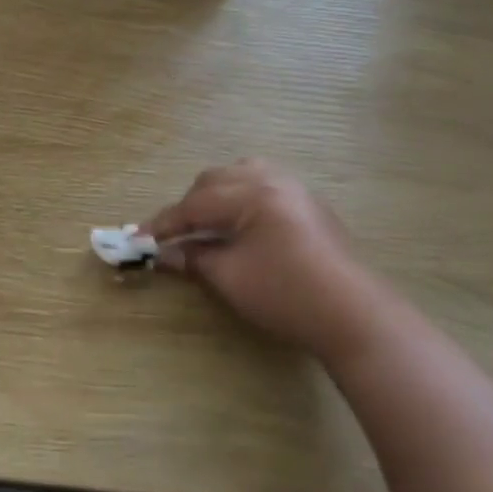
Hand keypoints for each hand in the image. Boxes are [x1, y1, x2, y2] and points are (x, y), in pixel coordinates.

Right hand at [146, 159, 387, 361]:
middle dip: (188, 206)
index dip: (163, 224)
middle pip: (216, 180)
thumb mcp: (230, 278)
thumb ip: (194, 258)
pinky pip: (264, 185)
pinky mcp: (309, 205)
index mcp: (252, 193)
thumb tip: (165, 254)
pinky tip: (238, 223)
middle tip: (171, 236)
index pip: (194, 204)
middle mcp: (273, 180)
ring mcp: (296, 190)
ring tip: (204, 223)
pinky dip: (240, 197)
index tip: (138, 239)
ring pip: (242, 175)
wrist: (354, 316)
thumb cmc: (285, 295)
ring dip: (215, 195)